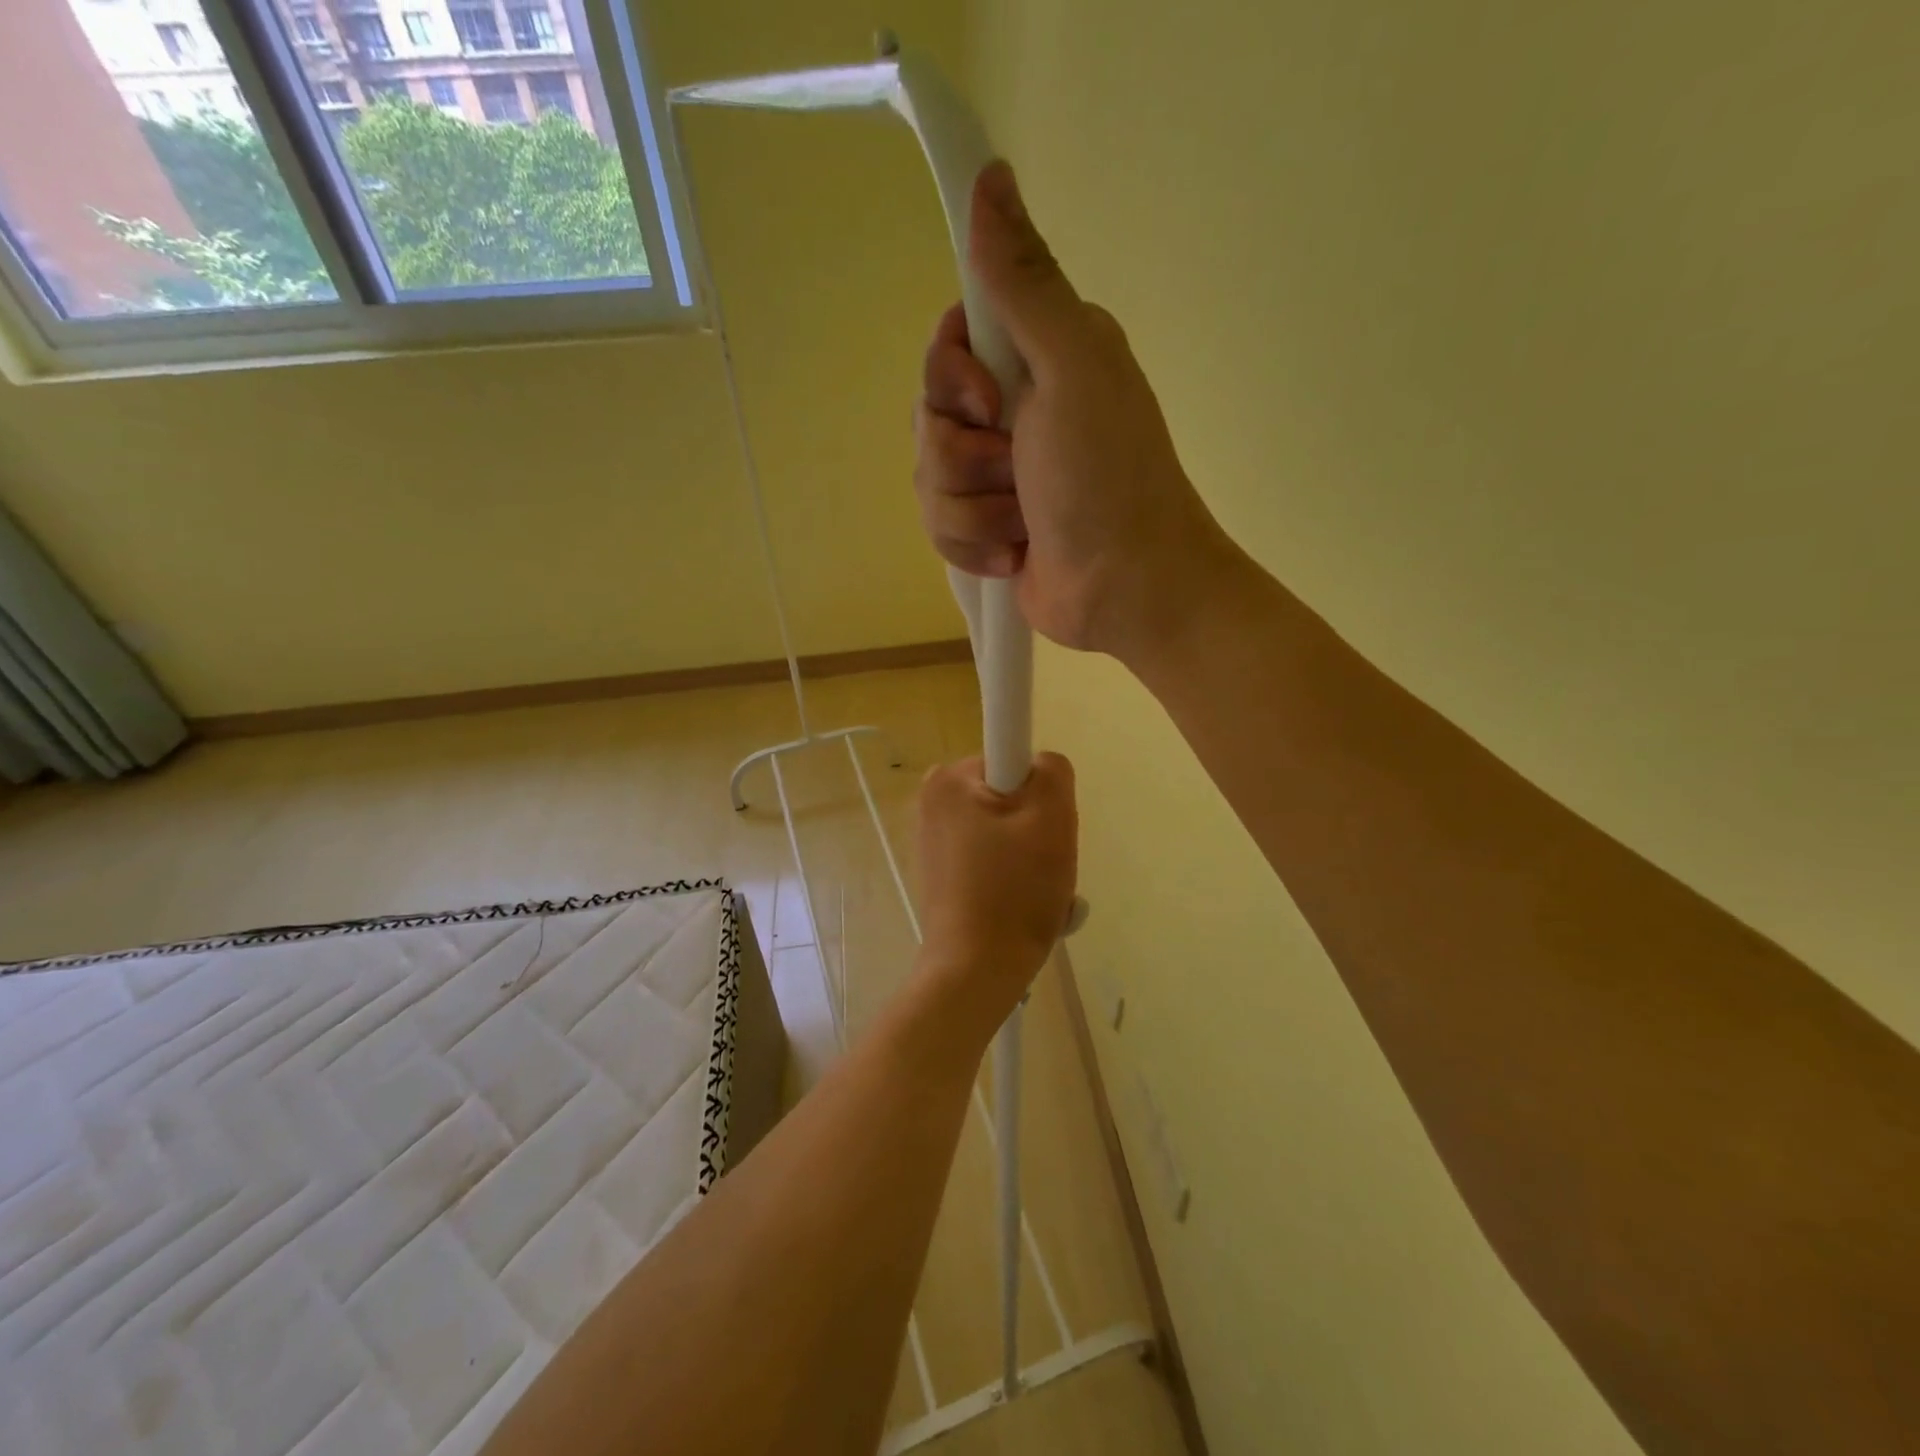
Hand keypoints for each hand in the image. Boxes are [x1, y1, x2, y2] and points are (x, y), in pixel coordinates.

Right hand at [914, 162, 1234, 664]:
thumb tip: (990, 176)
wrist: (1128, 590)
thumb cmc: (1109, 478)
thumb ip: (1025, 284)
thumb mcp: (1072, 367)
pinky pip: (939, 526)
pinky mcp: (987, 529)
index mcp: (1037, 359)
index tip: (989, 401)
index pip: (947, 343)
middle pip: (929, 416)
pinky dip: (974, 546)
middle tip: (1017, 472)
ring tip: (1023, 525)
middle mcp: (1015, 411)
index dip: (950, 376)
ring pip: (929, 479)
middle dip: (965, 456)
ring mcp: (999, 477)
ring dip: (973, 510)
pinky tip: (1015, 556)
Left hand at [915, 753, 1077, 1023]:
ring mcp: (933, 836)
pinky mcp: (940, 868)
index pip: (1015, 757)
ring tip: (1035, 890)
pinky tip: (1018, 903)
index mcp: (949, 778)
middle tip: (1045, 864)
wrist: (976, 971)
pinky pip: (991, 854)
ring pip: (1006, 827)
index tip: (1042, 829)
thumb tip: (1041, 766)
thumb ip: (1053, 770)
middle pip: (1011, 794)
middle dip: (1037, 826)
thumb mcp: (1052, 818)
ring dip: (1030, 853)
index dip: (1041, 792)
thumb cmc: (1014, 891)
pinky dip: (1012, 872)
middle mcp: (932, 798)